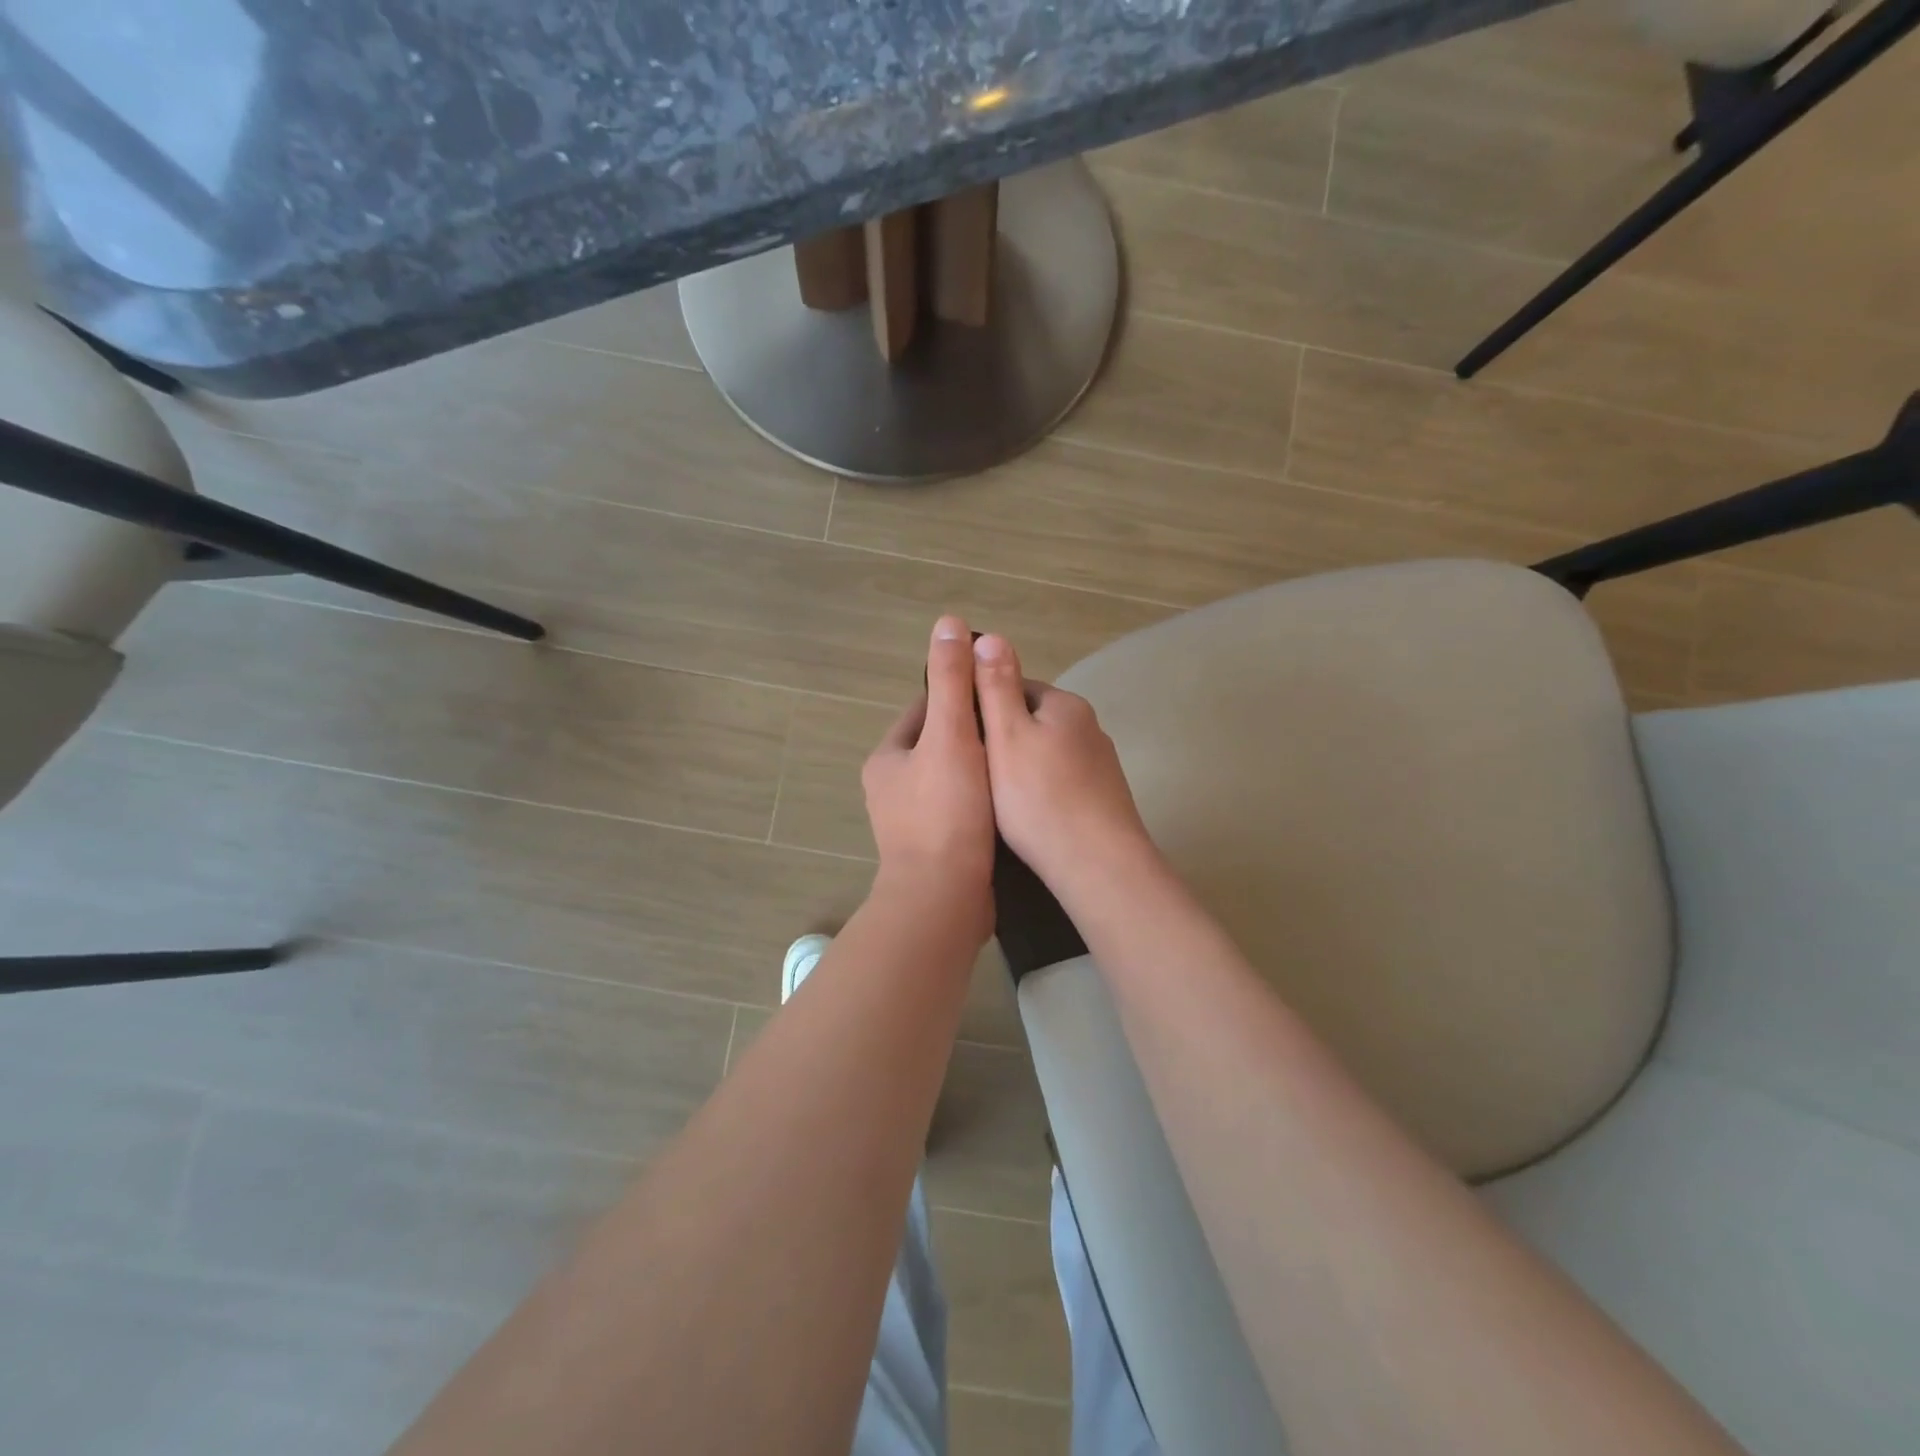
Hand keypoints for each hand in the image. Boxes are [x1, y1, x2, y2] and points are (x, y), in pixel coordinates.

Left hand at [862, 616, 997, 936]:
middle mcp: (892, 788)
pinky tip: (1013, 800)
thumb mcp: (951, 736)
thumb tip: (948, 623)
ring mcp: (911, 823)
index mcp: (888, 758)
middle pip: (940, 744)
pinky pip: (961, 810)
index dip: (961, 696)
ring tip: (1021, 762)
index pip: (925, 709)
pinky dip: (983, 801)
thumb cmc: (946, 812)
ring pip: (952, 779)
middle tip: (1018, 729)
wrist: (944, 899)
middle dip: (975, 735)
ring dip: (982, 770)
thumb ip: (952, 682)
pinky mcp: (934, 850)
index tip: (997, 694)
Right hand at [971, 633, 1155, 897]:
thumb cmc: (1040, 798)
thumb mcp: (1007, 736)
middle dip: (1001, 738)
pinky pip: (1062, 782)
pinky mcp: (1104, 799)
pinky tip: (1027, 816)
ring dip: (1020, 766)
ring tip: (992, 797)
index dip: (981, 704)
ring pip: (1046, 753)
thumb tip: (990, 635)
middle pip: (1032, 720)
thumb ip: (996, 687)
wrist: (1098, 866)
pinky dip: (1041, 791)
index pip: (1014, 685)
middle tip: (970, 769)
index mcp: (1065, 705)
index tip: (958, 733)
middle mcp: (1089, 727)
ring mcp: (1101, 765)